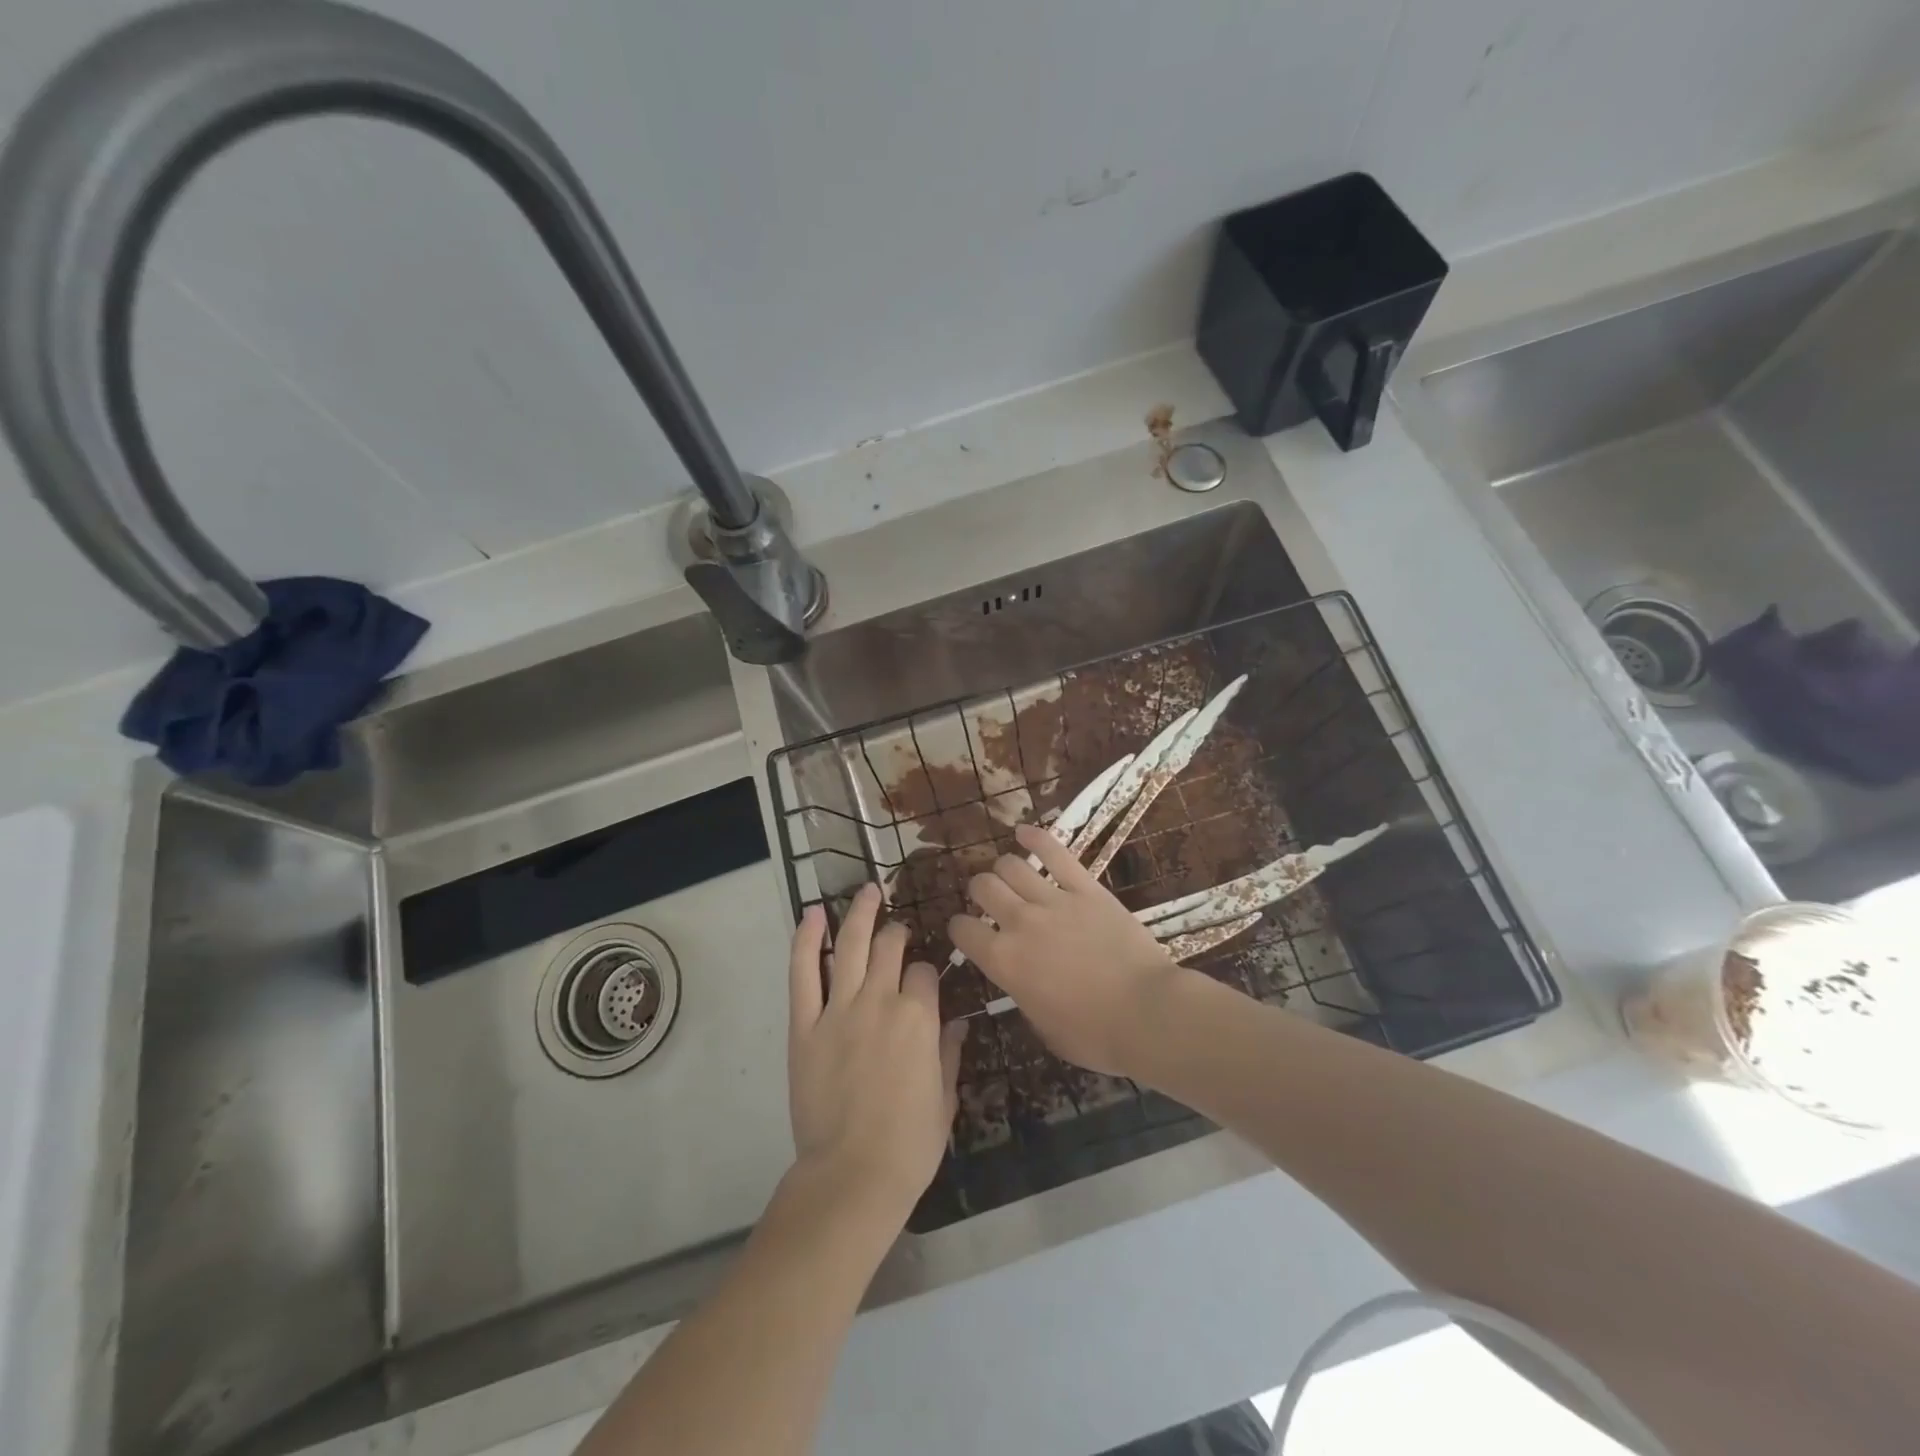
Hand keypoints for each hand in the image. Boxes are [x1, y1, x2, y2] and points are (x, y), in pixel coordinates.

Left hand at [787, 885, 964, 1228]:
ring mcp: (839, 1009)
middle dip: (897, 932)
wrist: (853, 1176)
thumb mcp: (945, 1099)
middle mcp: (881, 1000)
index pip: (924, 972)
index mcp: (919, 1017)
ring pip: (851, 945)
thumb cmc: (909, 1145)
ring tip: (867, 891)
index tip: (924, 980)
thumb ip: (949, 1053)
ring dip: (860, 913)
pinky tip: (812, 914)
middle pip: (890, 947)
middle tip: (897, 928)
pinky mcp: (806, 1024)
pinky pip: (803, 973)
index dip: (926, 971)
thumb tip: (957, 1023)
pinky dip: (806, 940)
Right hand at [949, 822, 1188, 1076]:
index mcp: (1004, 962)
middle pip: (983, 887)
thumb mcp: (1043, 1028)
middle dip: (980, 891)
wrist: (1148, 1013)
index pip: (962, 930)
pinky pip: (1055, 853)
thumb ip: (1023, 994)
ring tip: (1009, 875)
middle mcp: (1020, 923)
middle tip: (989, 900)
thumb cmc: (1095, 1036)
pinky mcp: (1086, 888)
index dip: (959, 929)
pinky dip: (1035, 837)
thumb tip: (1021, 980)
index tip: (966, 931)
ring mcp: (1054, 900)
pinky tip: (1023, 831)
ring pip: (1011, 865)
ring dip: (1003, 868)